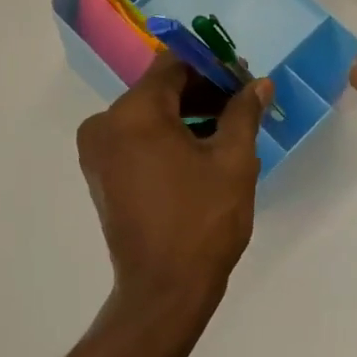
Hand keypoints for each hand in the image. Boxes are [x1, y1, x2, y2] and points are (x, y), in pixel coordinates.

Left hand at [76, 55, 273, 321]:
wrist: (163, 290)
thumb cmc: (202, 221)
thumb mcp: (233, 161)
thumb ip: (243, 113)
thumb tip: (260, 83)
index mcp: (134, 112)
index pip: (173, 65)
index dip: (211, 66)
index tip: (241, 79)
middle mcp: (105, 123)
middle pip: (159, 89)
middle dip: (201, 92)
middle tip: (241, 104)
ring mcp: (97, 150)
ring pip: (147, 114)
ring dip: (185, 115)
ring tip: (227, 130)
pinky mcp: (100, 173)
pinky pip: (135, 138)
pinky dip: (165, 136)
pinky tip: (200, 151)